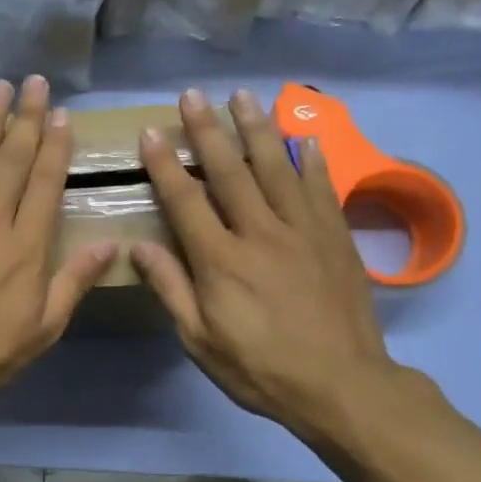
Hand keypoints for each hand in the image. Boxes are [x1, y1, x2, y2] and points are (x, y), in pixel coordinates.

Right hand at [131, 88, 405, 446]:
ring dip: (256, 129)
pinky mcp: (336, 236)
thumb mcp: (200, 340)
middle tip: (192, 95)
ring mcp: (303, 230)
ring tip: (242, 97)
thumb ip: (171, 289)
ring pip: (277, 167)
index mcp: (220, 260)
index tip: (150, 133)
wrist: (342, 385)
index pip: (186, 201)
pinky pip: (321, 187)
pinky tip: (304, 135)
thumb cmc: (260, 368)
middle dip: (208, 130)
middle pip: (230, 171)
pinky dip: (311, 158)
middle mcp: (260, 233)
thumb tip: (139, 246)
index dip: (165, 165)